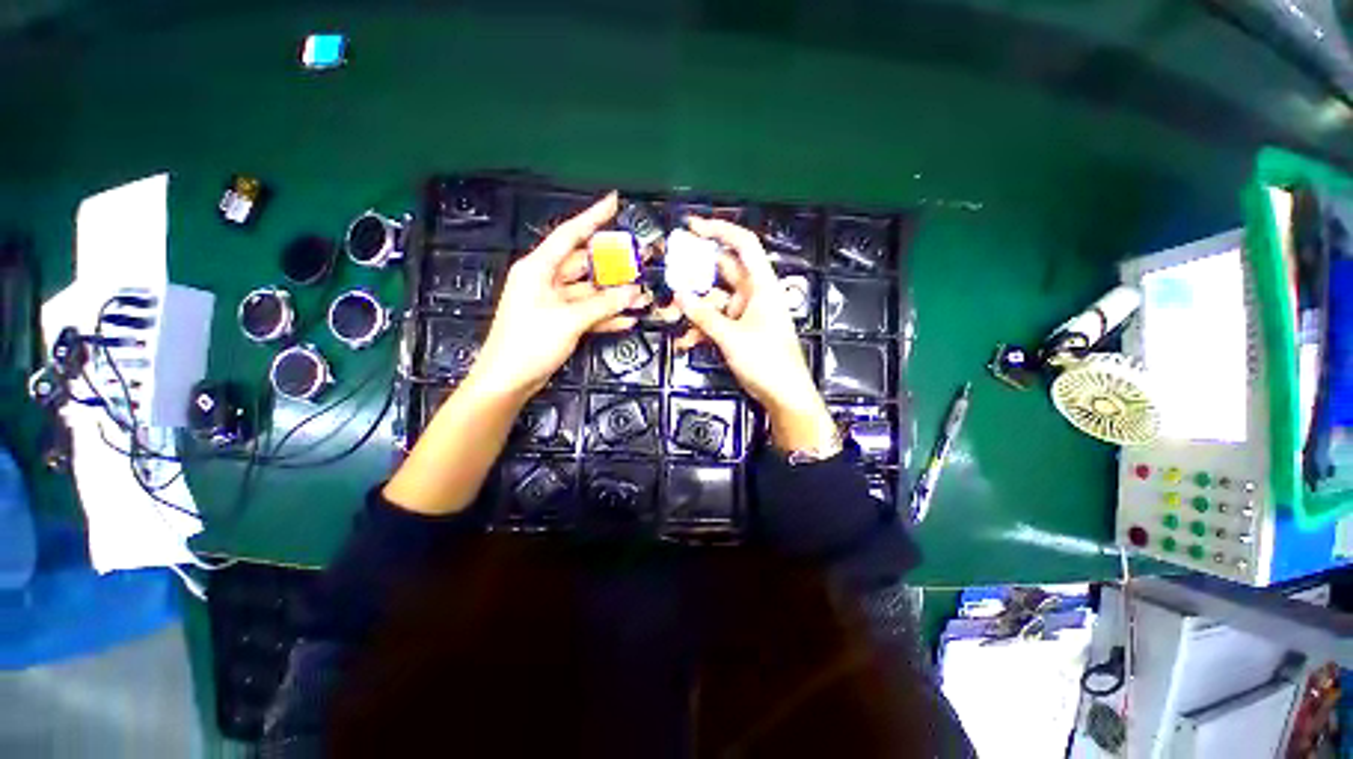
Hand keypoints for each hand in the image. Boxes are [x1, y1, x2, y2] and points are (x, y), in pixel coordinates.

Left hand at [469, 192, 649, 398]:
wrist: (509, 380)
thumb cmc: (529, 343)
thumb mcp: (569, 320)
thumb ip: (603, 304)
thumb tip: (634, 292)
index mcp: (538, 268)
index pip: (570, 235)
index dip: (592, 217)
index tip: (614, 202)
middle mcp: (546, 281)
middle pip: (585, 265)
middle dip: (614, 265)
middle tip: (642, 260)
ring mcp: (555, 303)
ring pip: (591, 292)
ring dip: (615, 295)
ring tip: (643, 294)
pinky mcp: (561, 322)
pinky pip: (589, 312)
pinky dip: (607, 315)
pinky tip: (629, 318)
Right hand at [673, 217, 836, 450]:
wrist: (784, 395)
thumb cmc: (766, 361)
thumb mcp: (731, 337)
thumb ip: (704, 315)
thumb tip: (678, 295)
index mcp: (761, 285)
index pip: (743, 245)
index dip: (719, 230)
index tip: (691, 227)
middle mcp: (753, 294)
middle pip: (723, 271)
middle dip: (696, 271)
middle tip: (669, 267)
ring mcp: (746, 313)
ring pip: (715, 300)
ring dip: (694, 308)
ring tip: (669, 315)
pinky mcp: (740, 331)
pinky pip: (716, 322)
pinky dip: (701, 328)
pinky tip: (685, 341)